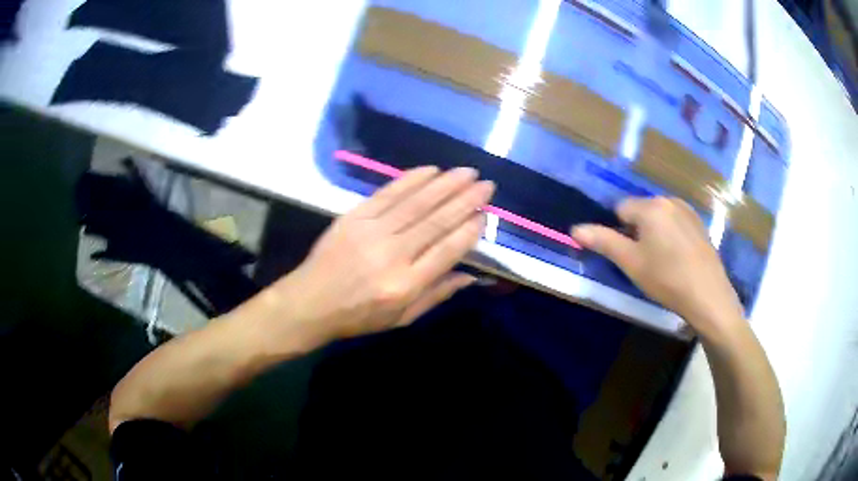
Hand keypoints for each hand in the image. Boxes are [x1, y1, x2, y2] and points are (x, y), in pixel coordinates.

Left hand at [266, 166, 493, 346]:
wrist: (310, 302)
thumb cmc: (358, 316)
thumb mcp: (401, 318)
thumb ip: (437, 295)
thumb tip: (471, 276)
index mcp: (405, 285)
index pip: (447, 251)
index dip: (469, 230)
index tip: (485, 214)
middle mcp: (392, 255)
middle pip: (436, 221)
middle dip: (465, 200)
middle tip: (486, 184)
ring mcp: (371, 232)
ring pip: (416, 203)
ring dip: (445, 184)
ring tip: (467, 172)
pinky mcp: (354, 217)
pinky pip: (388, 193)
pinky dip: (411, 180)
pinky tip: (431, 170)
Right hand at [572, 197, 744, 337]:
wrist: (708, 295)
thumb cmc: (666, 279)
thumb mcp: (631, 263)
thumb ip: (603, 241)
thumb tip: (575, 228)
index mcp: (650, 206)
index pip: (620, 209)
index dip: (619, 233)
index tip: (628, 255)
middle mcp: (669, 200)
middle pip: (640, 210)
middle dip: (637, 231)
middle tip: (644, 261)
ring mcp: (687, 210)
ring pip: (658, 216)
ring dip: (654, 232)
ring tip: (662, 261)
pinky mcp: (699, 223)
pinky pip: (675, 222)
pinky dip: (671, 234)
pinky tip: (678, 258)